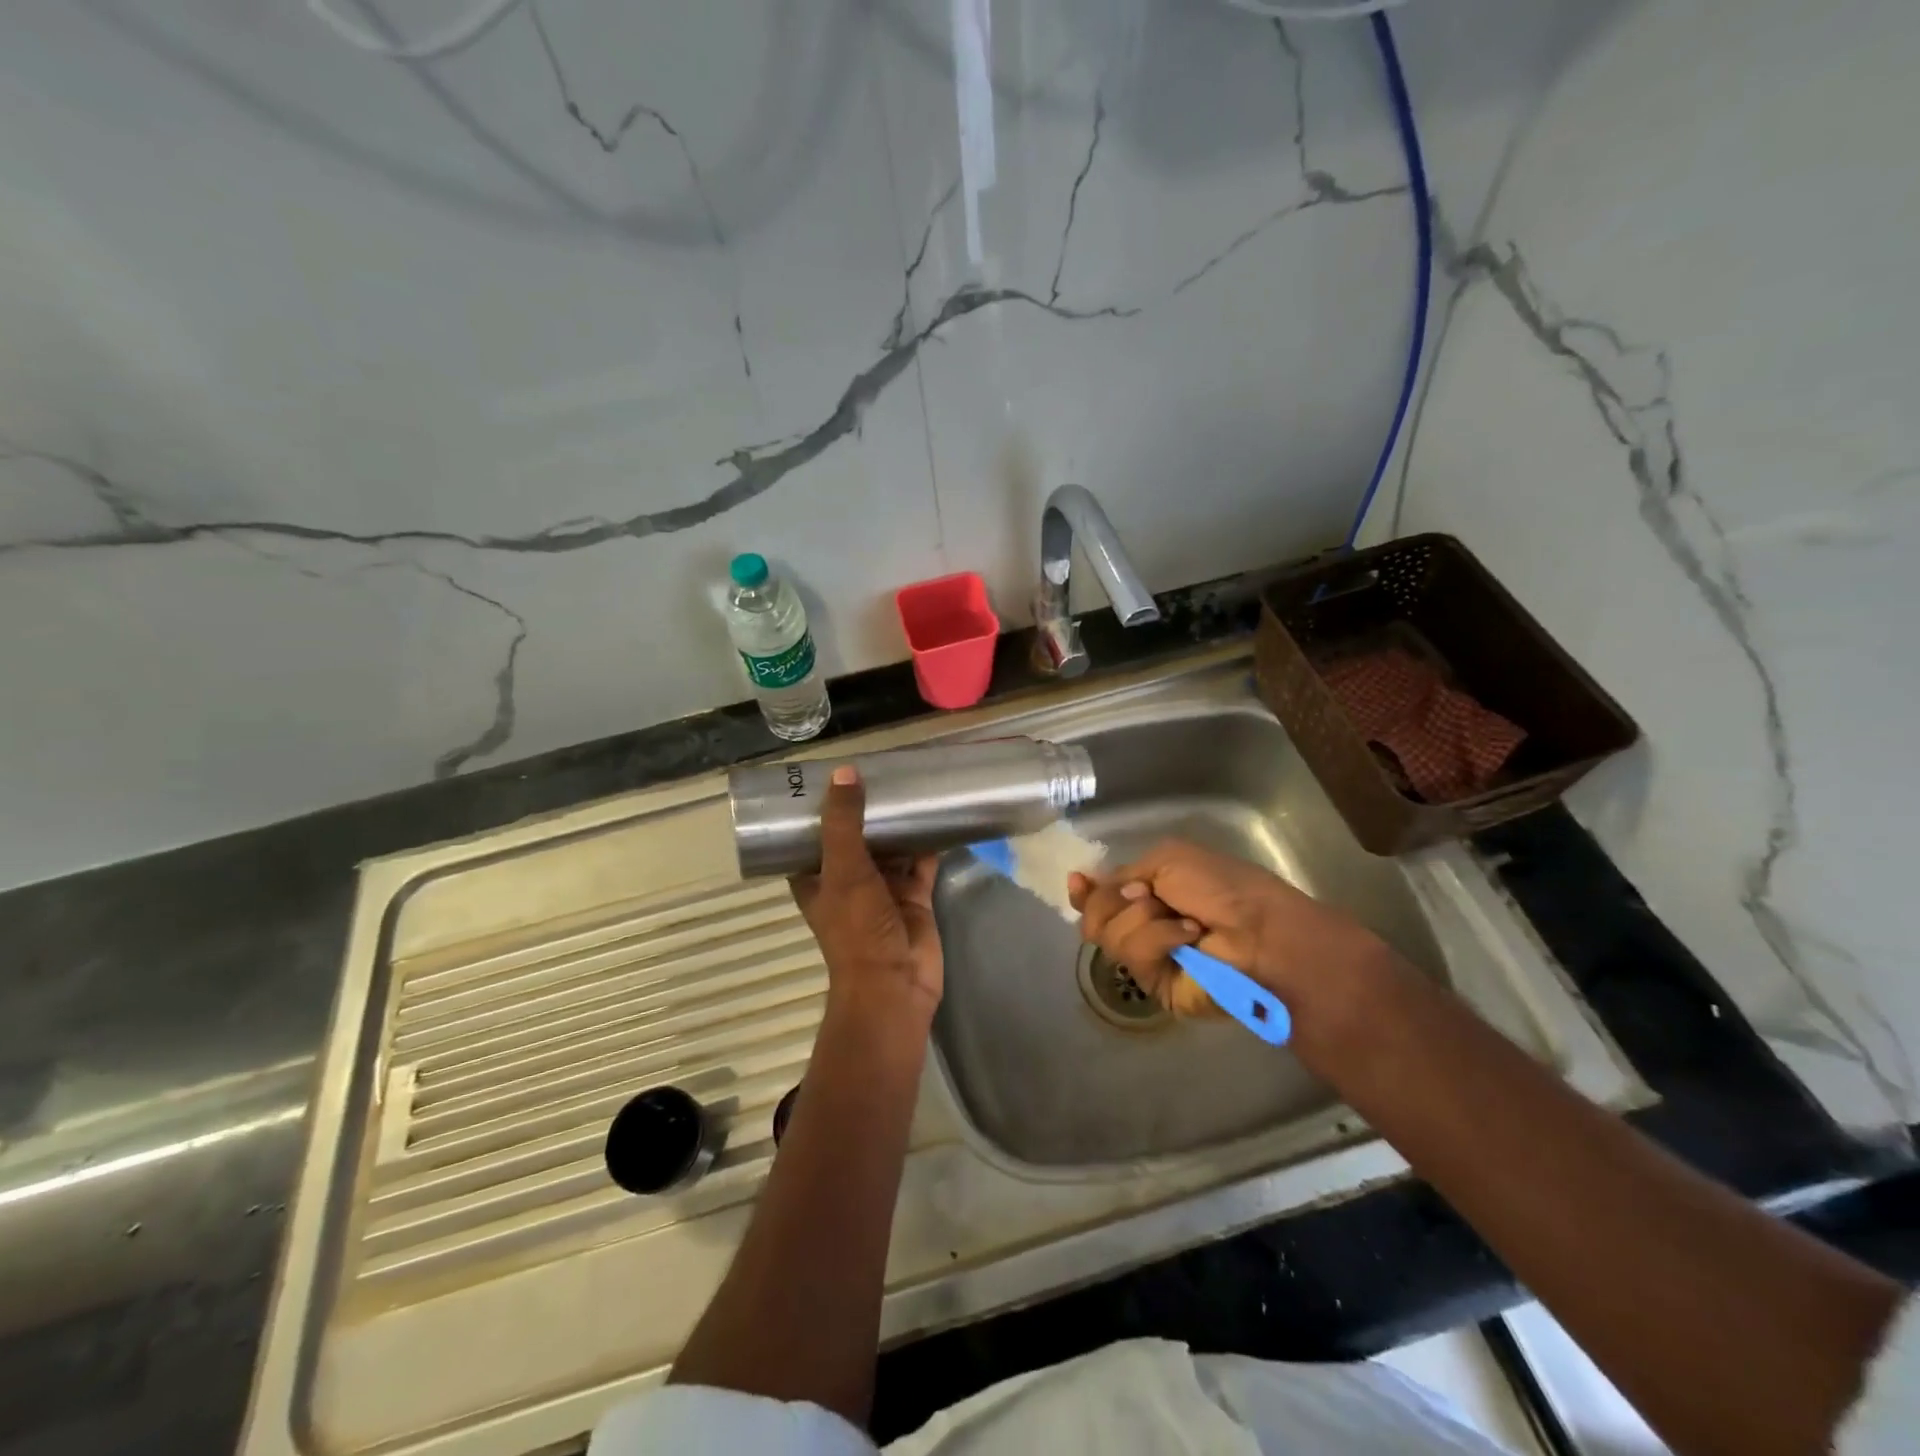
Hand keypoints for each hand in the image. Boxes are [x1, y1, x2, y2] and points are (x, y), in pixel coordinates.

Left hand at [790, 766, 942, 1030]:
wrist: (896, 983)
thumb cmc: (857, 929)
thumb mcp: (843, 870)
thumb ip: (844, 823)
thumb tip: (844, 772)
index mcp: (817, 877)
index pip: (812, 834)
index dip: (819, 806)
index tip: (832, 772)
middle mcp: (847, 879)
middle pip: (855, 835)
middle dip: (866, 807)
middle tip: (881, 766)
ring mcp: (882, 888)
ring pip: (890, 846)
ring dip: (899, 822)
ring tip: (911, 780)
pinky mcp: (913, 895)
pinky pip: (921, 861)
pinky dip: (929, 841)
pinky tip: (940, 813)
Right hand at [1068, 838, 1386, 1013]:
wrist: (1259, 930)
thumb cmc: (1221, 887)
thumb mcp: (1167, 859)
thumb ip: (1120, 873)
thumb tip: (1083, 883)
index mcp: (1146, 895)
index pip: (1099, 898)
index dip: (1084, 892)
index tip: (1079, 882)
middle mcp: (1141, 926)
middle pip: (1093, 917)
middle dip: (1114, 901)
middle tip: (1146, 896)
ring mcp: (1147, 958)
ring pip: (1107, 935)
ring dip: (1143, 919)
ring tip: (1183, 920)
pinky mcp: (1155, 986)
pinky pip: (1134, 955)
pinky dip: (1160, 938)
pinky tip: (1189, 937)